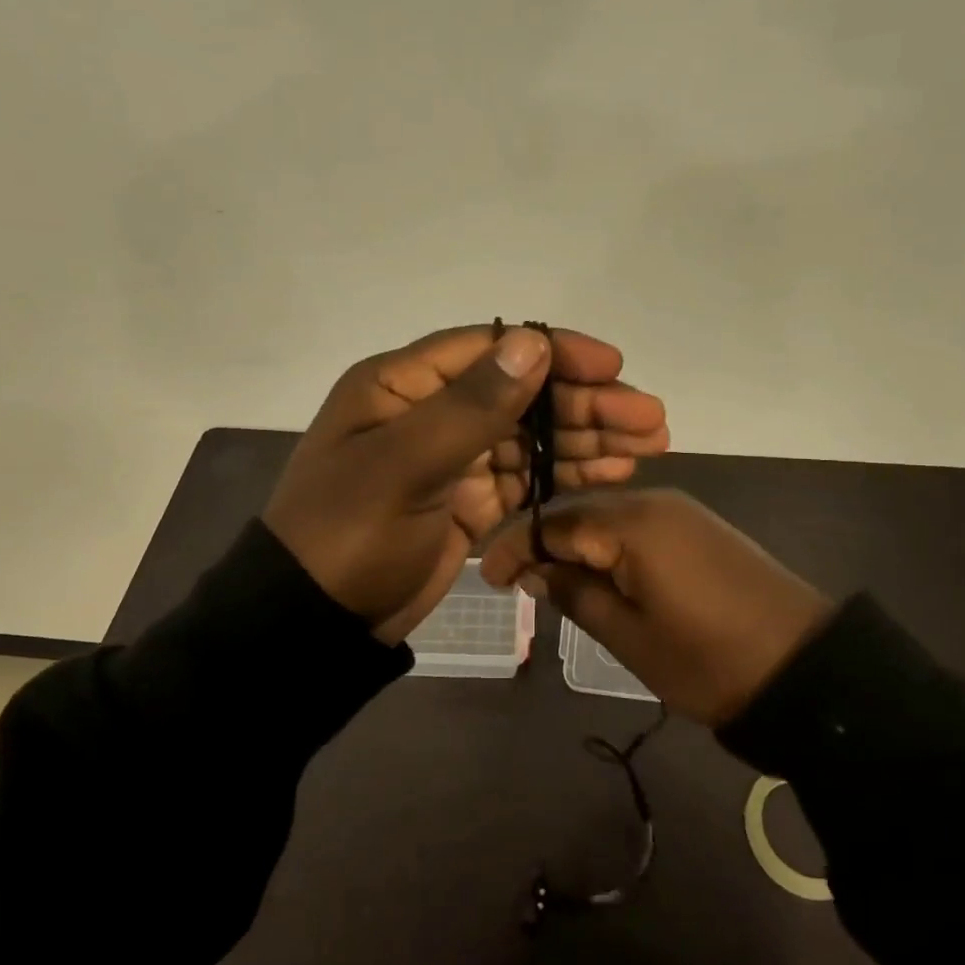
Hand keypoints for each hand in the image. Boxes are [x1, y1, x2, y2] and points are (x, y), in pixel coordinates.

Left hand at [263, 325, 670, 644]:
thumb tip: (533, 342)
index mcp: (402, 385)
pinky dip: (566, 474)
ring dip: (587, 438)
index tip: (612, 367)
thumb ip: (471, 406)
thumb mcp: (404, 465)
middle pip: (520, 394)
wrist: (314, 622)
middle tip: (651, 418)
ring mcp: (451, 459)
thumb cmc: (349, 534)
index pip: (490, 349)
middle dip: (585, 403)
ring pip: (530, 436)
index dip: (554, 353)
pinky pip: (525, 478)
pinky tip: (612, 473)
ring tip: (650, 444)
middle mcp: (429, 412)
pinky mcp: (467, 502)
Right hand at [479, 490, 834, 725]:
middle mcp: (655, 502)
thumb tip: (537, 572)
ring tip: (555, 585)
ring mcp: (683, 513)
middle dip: (545, 545)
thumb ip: (577, 595)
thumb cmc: (708, 659)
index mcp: (633, 524)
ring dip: (578, 547)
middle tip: (518, 583)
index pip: (555, 524)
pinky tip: (602, 576)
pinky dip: (611, 549)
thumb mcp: (630, 637)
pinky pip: (640, 528)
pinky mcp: (701, 529)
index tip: (486, 576)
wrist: (806, 668)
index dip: (516, 547)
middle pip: (581, 514)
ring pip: (610, 520)